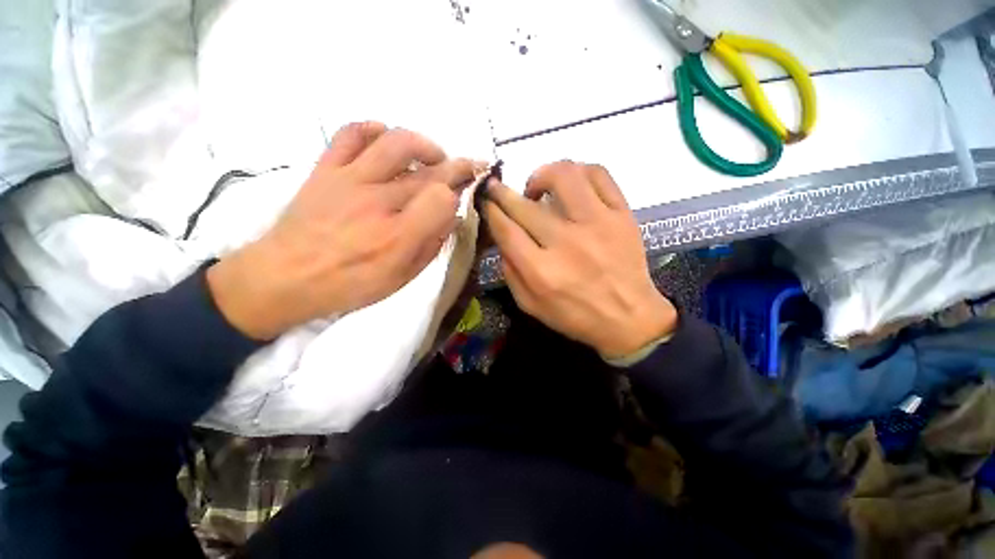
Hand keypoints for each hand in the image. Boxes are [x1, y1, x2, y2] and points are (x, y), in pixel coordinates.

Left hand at [208, 121, 475, 339]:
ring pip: (396, 142)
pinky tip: (388, 142)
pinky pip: (352, 134)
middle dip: (458, 166)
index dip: (459, 195)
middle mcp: (378, 202)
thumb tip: (451, 216)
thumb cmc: (350, 284)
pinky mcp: (327, 169)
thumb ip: (430, 245)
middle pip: (430, 171)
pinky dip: (376, 130)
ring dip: (425, 145)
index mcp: (398, 237)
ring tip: (433, 156)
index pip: (443, 199)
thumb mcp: (401, 278)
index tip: (463, 197)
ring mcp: (350, 179)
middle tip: (469, 167)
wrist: (283, 277)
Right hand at [483, 161, 676, 357]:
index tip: (486, 202)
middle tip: (497, 189)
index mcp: (542, 271)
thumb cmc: (576, 316)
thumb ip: (510, 273)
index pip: (506, 229)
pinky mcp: (622, 214)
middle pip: (525, 205)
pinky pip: (599, 175)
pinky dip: (579, 171)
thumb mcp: (531, 306)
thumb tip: (502, 238)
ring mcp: (598, 224)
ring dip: (541, 175)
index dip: (491, 211)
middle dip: (502, 192)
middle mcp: (567, 243)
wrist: (629, 317)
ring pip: (564, 176)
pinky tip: (571, 184)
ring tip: (538, 188)